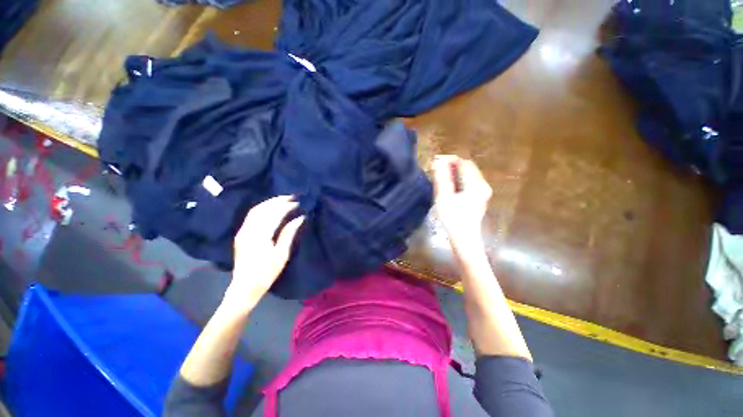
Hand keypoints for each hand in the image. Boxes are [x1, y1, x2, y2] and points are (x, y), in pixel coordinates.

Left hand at [225, 195, 304, 310]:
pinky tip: (271, 208)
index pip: (273, 214)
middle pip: (262, 209)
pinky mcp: (241, 234)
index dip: (285, 206)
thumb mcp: (282, 255)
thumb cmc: (266, 273)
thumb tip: (299, 218)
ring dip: (270, 202)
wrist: (244, 287)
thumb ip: (289, 233)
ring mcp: (242, 231)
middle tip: (292, 197)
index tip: (297, 202)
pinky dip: (263, 208)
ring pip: (255, 210)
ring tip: (283, 199)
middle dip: (278, 201)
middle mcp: (248, 230)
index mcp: (259, 236)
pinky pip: (251, 216)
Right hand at [431, 155, 491, 254]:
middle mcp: (483, 185)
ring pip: (468, 174)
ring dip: (454, 172)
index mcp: (476, 185)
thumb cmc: (453, 219)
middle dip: (452, 165)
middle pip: (468, 168)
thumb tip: (437, 161)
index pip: (464, 163)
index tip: (435, 161)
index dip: (450, 159)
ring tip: (440, 174)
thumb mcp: (444, 197)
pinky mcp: (479, 197)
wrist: (464, 239)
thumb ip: (442, 178)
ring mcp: (483, 192)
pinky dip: (458, 179)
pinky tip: (449, 184)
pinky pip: (469, 182)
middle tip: (436, 168)